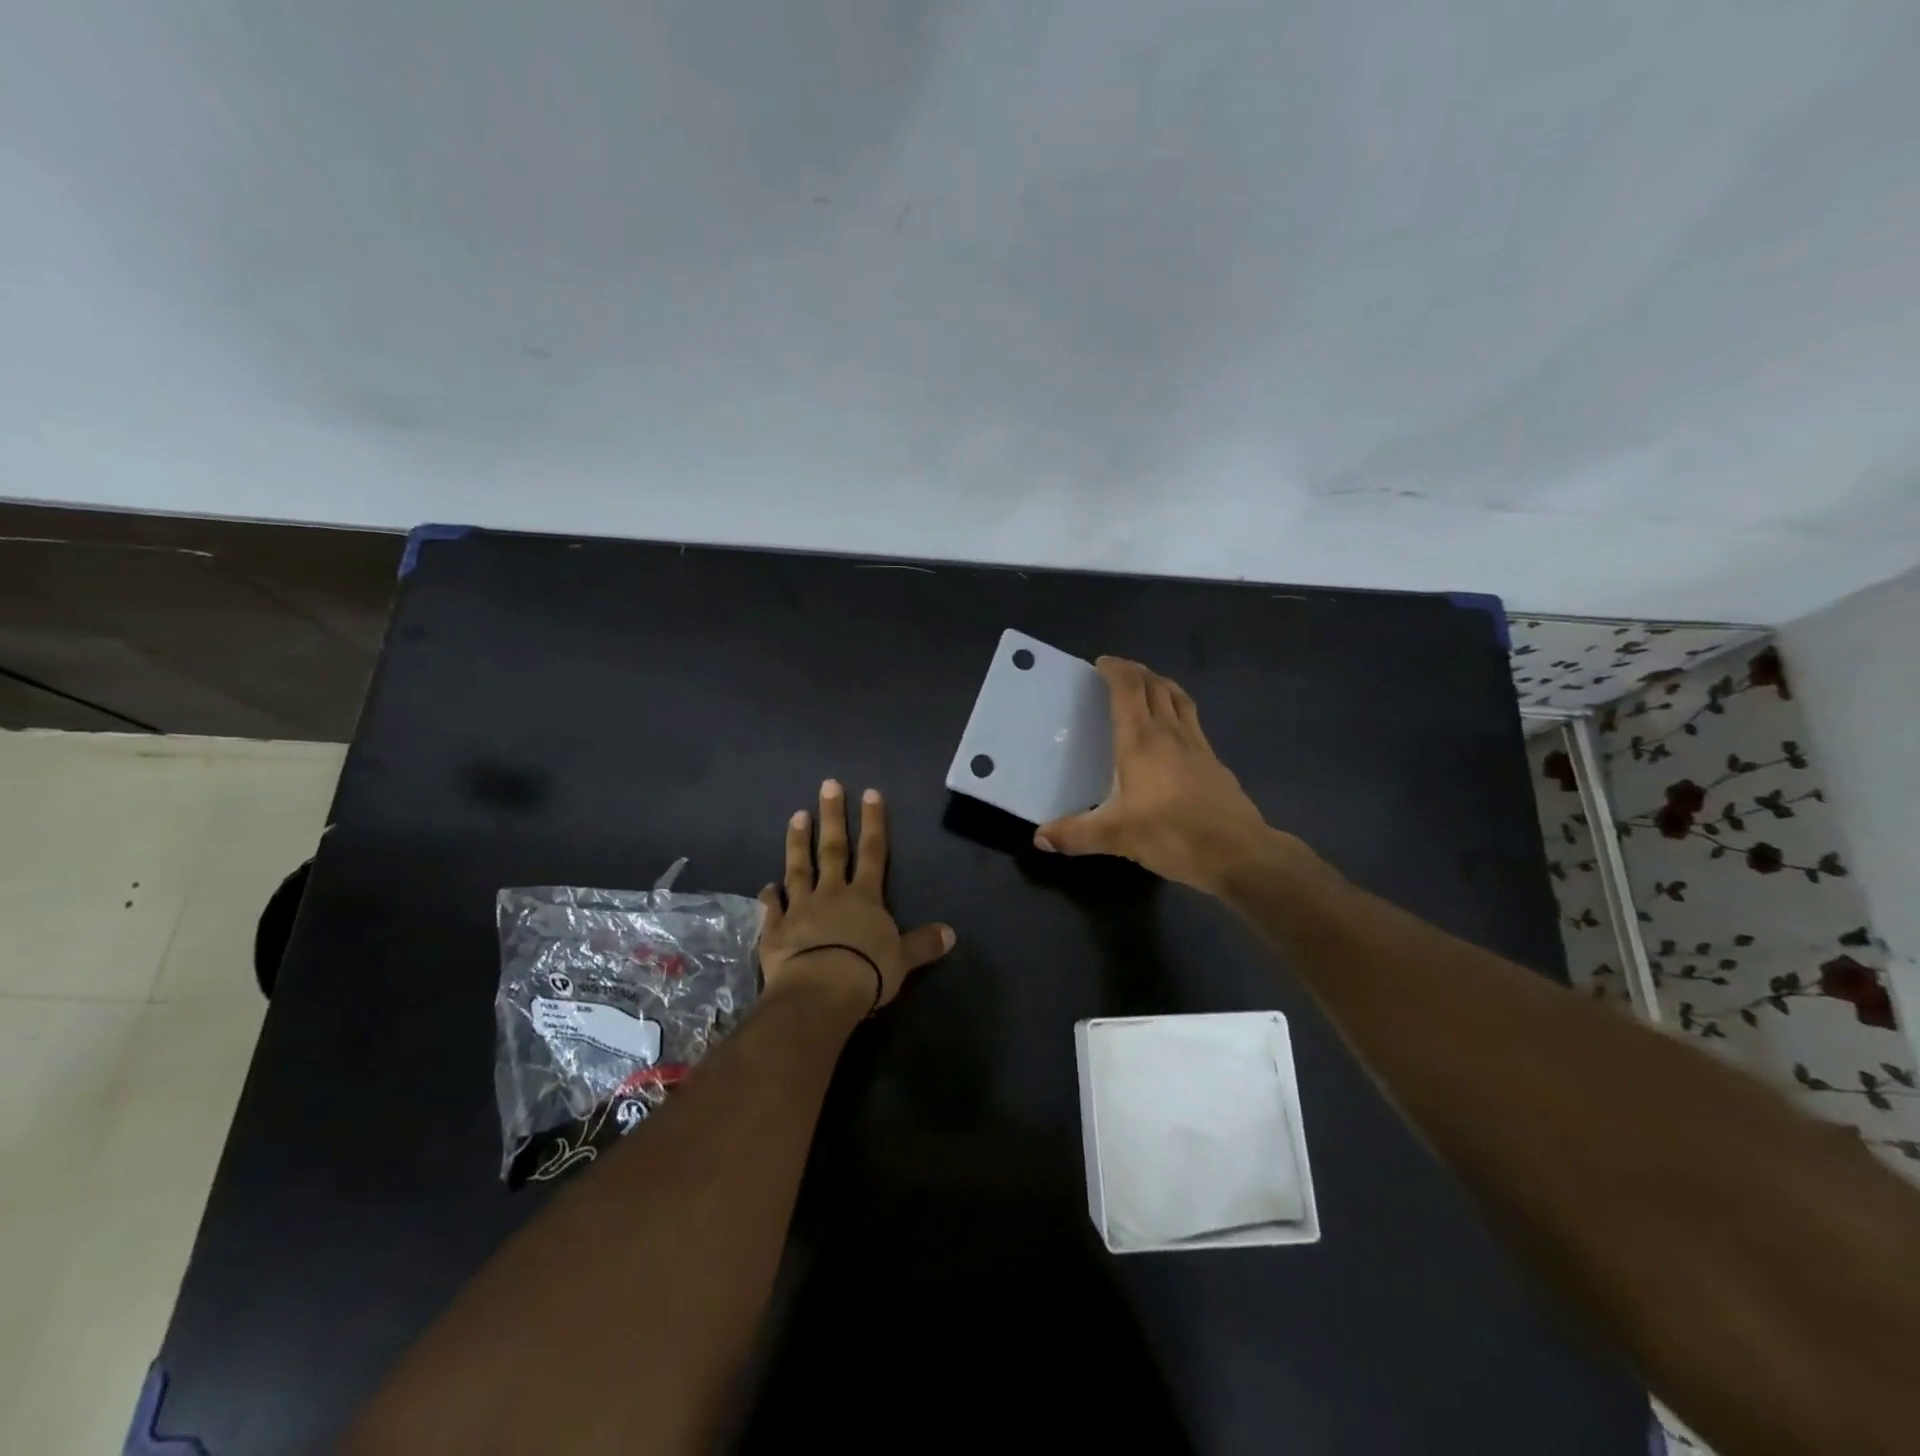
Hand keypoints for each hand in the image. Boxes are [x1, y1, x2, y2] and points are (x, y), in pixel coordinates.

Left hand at [758, 780, 956, 1009]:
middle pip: (833, 850)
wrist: (820, 991)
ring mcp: (801, 909)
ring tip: (797, 815)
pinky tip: (766, 885)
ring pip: (799, 869)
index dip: (873, 822)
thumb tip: (951, 933)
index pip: (873, 852)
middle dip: (833, 817)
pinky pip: (773, 909)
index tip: (870, 793)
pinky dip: (770, 896)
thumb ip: (923, 943)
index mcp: (865, 898)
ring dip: (798, 842)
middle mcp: (832, 894)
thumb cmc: (867, 972)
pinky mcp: (776, 930)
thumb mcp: (903, 959)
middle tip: (828, 785)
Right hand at [1034, 657, 1282, 894]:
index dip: (1116, 670)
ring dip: (1162, 686)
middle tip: (1119, 672)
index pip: (1129, 689)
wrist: (1238, 853)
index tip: (1101, 663)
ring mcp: (1198, 746)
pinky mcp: (1214, 762)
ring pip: (1180, 699)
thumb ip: (1075, 834)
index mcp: (1142, 741)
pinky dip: (1179, 712)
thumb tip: (1040, 837)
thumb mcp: (1116, 837)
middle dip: (1137, 672)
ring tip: (1148, 688)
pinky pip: (1193, 722)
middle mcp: (1170, 733)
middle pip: (1156, 686)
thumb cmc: (1172, 835)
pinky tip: (1174, 734)